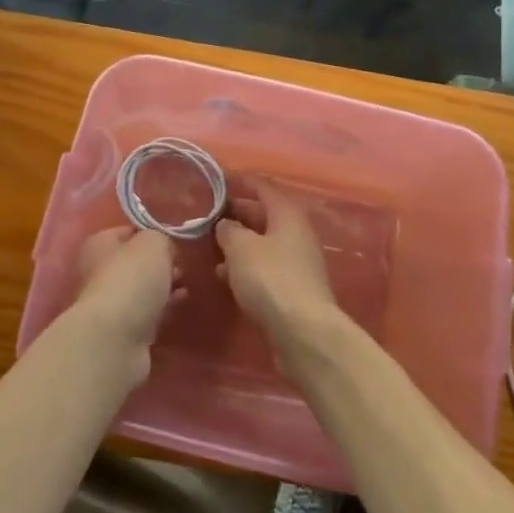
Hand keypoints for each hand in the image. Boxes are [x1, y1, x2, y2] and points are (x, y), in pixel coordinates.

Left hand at [69, 226, 179, 373]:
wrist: (116, 340)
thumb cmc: (132, 279)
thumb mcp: (154, 243)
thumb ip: (162, 238)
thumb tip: (165, 249)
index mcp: (100, 244)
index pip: (130, 230)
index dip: (154, 233)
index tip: (175, 239)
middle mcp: (99, 271)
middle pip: (136, 261)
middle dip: (161, 263)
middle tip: (182, 264)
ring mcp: (110, 303)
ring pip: (143, 288)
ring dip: (164, 286)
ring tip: (186, 284)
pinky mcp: (123, 331)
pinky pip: (148, 312)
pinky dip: (164, 307)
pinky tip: (181, 303)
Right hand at [215, 187, 340, 353]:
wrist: (304, 332)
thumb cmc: (271, 278)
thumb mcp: (241, 248)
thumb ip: (229, 230)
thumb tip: (225, 224)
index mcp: (287, 213)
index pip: (263, 186)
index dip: (241, 181)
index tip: (217, 180)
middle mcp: (296, 232)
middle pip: (264, 214)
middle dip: (237, 213)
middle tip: (208, 215)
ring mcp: (297, 261)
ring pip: (263, 242)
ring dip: (239, 242)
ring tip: (210, 245)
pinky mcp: (293, 288)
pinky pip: (265, 267)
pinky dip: (245, 266)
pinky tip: (224, 275)